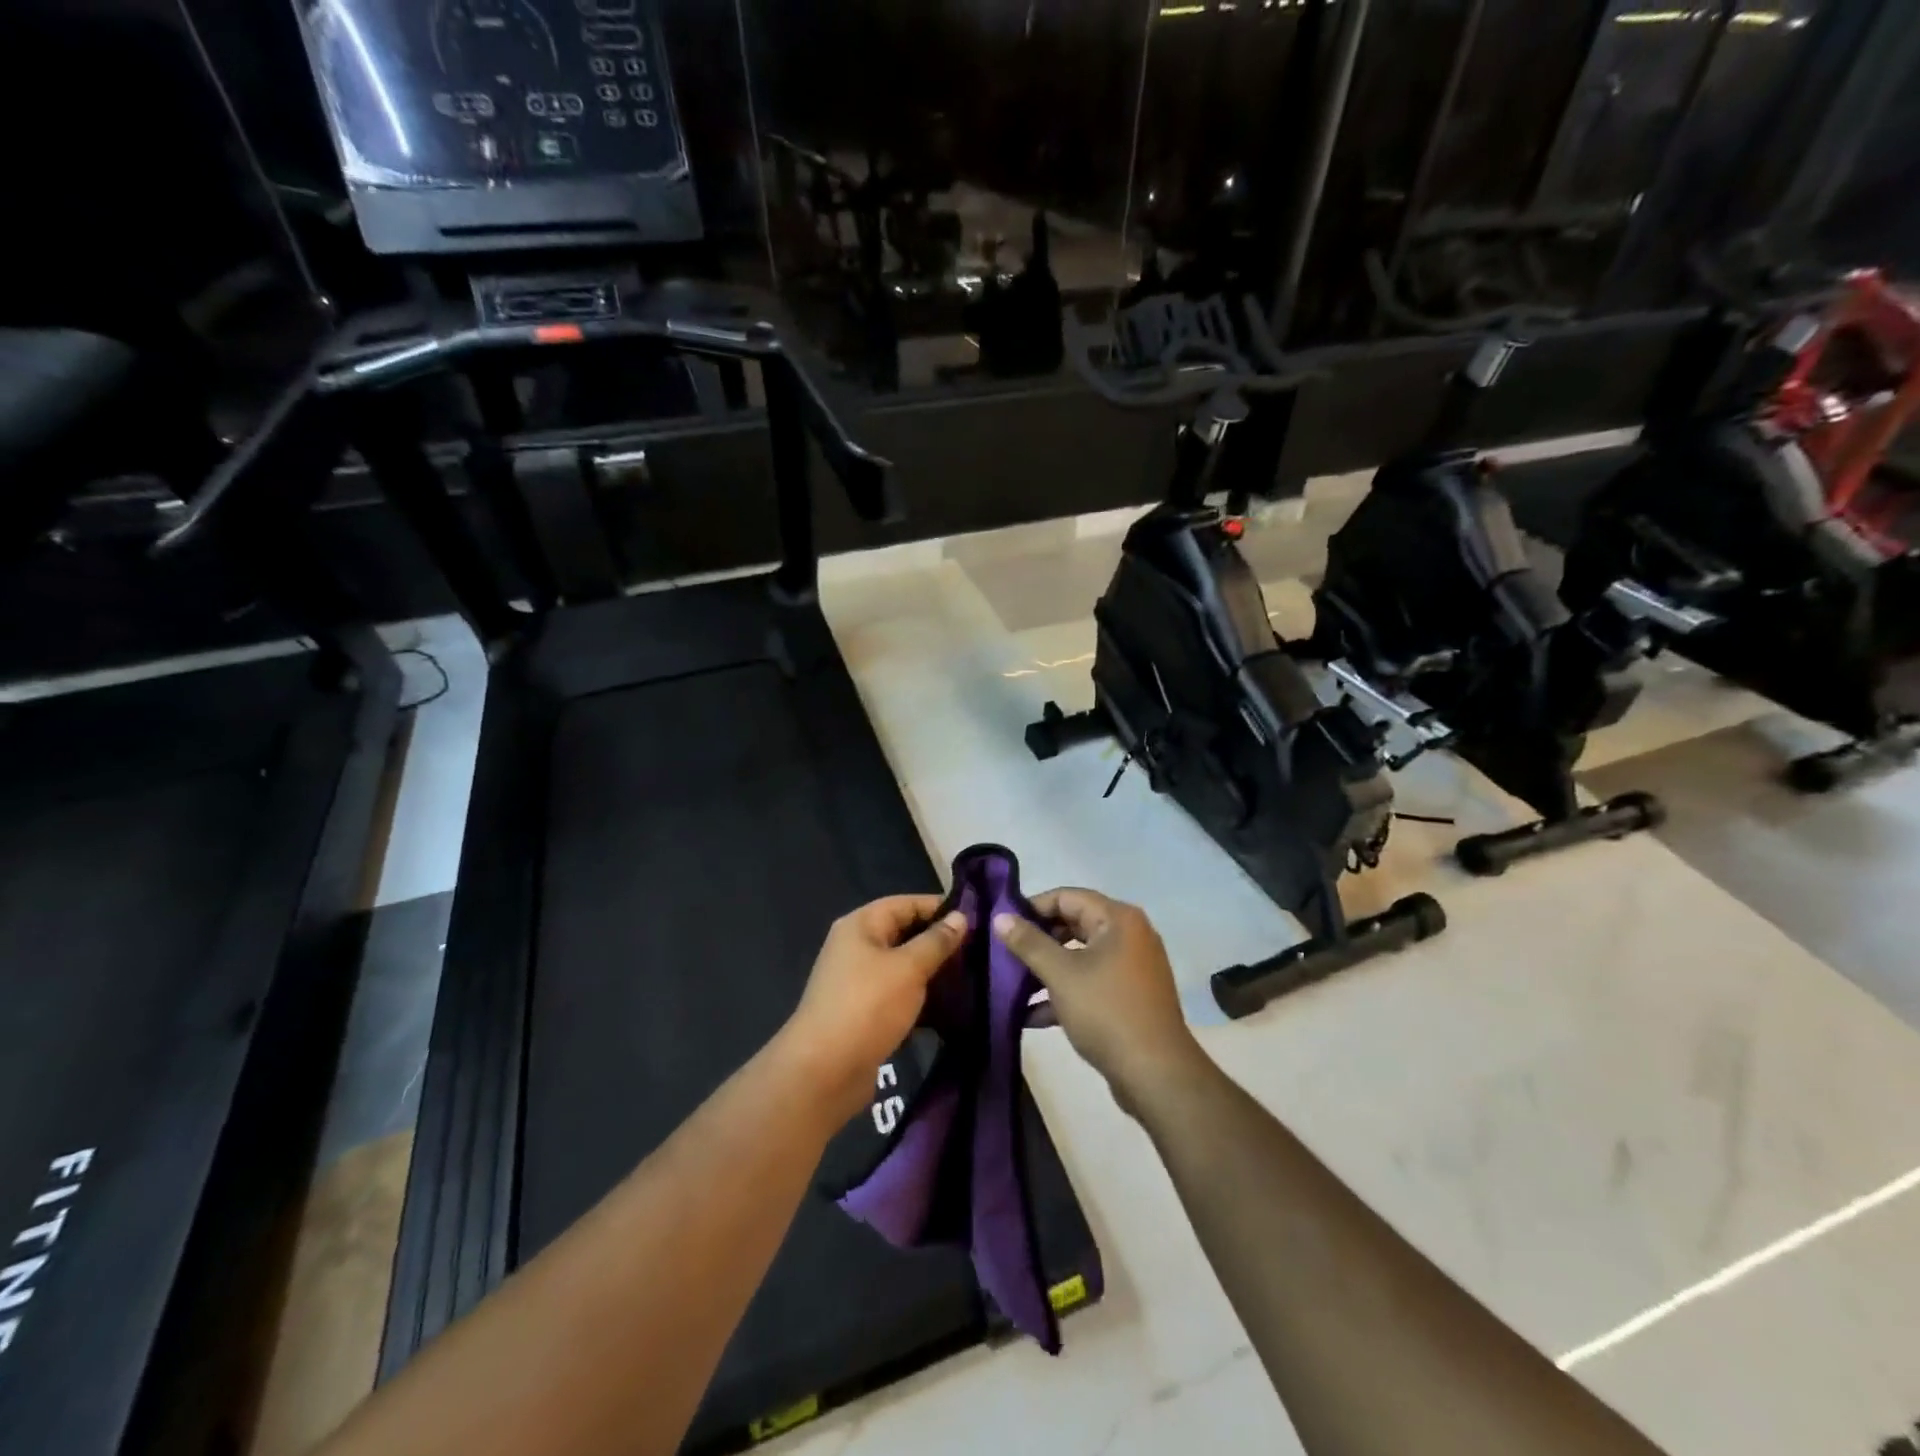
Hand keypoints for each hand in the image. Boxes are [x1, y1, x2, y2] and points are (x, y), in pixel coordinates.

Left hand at [780, 895, 966, 1126]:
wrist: (824, 1071)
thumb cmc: (868, 1006)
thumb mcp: (909, 968)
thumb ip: (937, 941)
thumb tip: (961, 916)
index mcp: (861, 925)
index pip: (907, 903)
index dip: (941, 908)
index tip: (977, 920)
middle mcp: (857, 946)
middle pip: (905, 933)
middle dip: (940, 941)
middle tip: (979, 951)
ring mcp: (858, 980)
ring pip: (903, 965)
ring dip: (932, 971)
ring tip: (971, 977)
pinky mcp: (864, 1011)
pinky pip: (898, 993)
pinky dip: (921, 996)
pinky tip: (950, 1006)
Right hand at [993, 888, 1208, 1117]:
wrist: (1156, 1075)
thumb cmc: (1107, 1012)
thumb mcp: (1061, 974)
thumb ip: (1029, 943)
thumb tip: (1000, 917)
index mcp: (1118, 919)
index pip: (1066, 897)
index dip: (1031, 907)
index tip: (1002, 925)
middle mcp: (1129, 935)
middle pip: (1073, 925)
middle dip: (1037, 941)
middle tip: (1003, 954)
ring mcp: (1131, 968)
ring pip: (1079, 957)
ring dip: (1046, 970)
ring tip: (1010, 984)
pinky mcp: (1129, 997)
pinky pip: (1090, 983)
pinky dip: (1064, 993)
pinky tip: (1031, 1016)